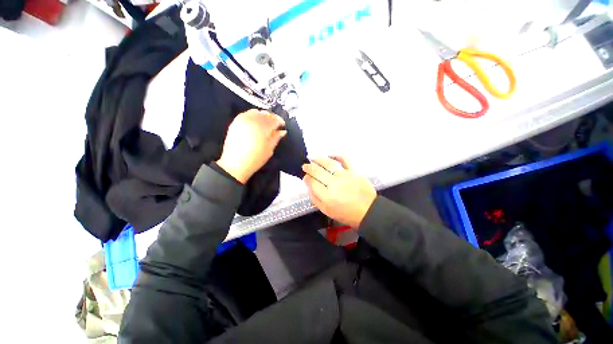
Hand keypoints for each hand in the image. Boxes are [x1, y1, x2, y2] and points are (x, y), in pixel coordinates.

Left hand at [217, 109, 286, 183]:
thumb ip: (276, 138)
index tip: (282, 126)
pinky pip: (246, 114)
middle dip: (272, 118)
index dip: (280, 121)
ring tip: (265, 124)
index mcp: (263, 127)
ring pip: (256, 112)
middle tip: (275, 125)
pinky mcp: (235, 122)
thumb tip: (282, 131)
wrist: (235, 164)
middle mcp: (253, 120)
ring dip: (263, 116)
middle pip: (265, 114)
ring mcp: (243, 120)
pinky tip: (255, 124)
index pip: (274, 119)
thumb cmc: (255, 159)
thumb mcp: (269, 149)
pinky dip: (253, 116)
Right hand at [302, 156, 376, 227]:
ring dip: (319, 160)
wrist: (368, 211)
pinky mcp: (354, 171)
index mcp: (327, 196)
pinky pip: (345, 160)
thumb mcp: (327, 211)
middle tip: (305, 166)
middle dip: (309, 168)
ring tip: (313, 158)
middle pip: (318, 172)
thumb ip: (315, 199)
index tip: (305, 177)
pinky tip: (330, 155)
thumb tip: (309, 186)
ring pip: (329, 164)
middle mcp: (335, 184)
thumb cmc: (346, 213)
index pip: (313, 183)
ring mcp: (345, 176)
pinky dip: (337, 155)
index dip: (307, 179)